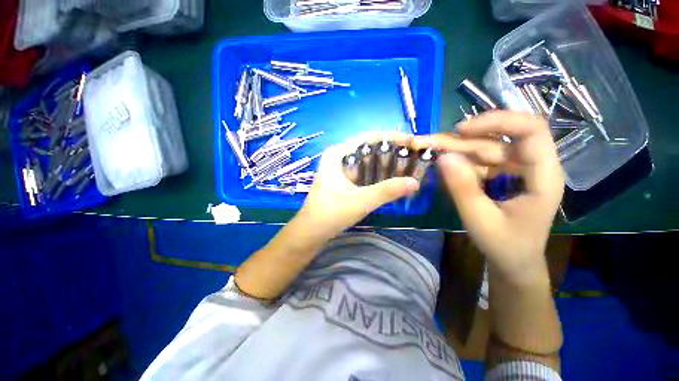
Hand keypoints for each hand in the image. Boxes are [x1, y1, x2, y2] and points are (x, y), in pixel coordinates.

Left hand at [298, 132, 419, 238]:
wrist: (311, 232)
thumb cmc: (331, 213)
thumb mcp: (361, 200)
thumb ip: (387, 190)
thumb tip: (415, 183)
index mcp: (338, 153)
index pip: (369, 137)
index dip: (393, 138)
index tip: (413, 142)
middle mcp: (338, 156)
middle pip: (369, 147)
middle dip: (392, 150)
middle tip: (414, 155)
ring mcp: (339, 169)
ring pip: (367, 160)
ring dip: (385, 162)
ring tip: (407, 164)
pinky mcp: (342, 180)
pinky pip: (363, 171)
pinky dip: (377, 173)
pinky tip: (390, 178)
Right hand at [425, 111, 564, 282]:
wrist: (513, 261)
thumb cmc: (505, 245)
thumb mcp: (481, 220)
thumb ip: (463, 189)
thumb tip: (443, 158)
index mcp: (543, 175)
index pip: (531, 130)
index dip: (498, 121)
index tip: (461, 130)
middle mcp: (530, 165)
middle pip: (497, 139)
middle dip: (460, 140)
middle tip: (427, 144)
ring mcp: (513, 168)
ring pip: (483, 147)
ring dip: (454, 148)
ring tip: (427, 149)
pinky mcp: (499, 174)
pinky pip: (477, 159)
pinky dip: (457, 159)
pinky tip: (440, 161)